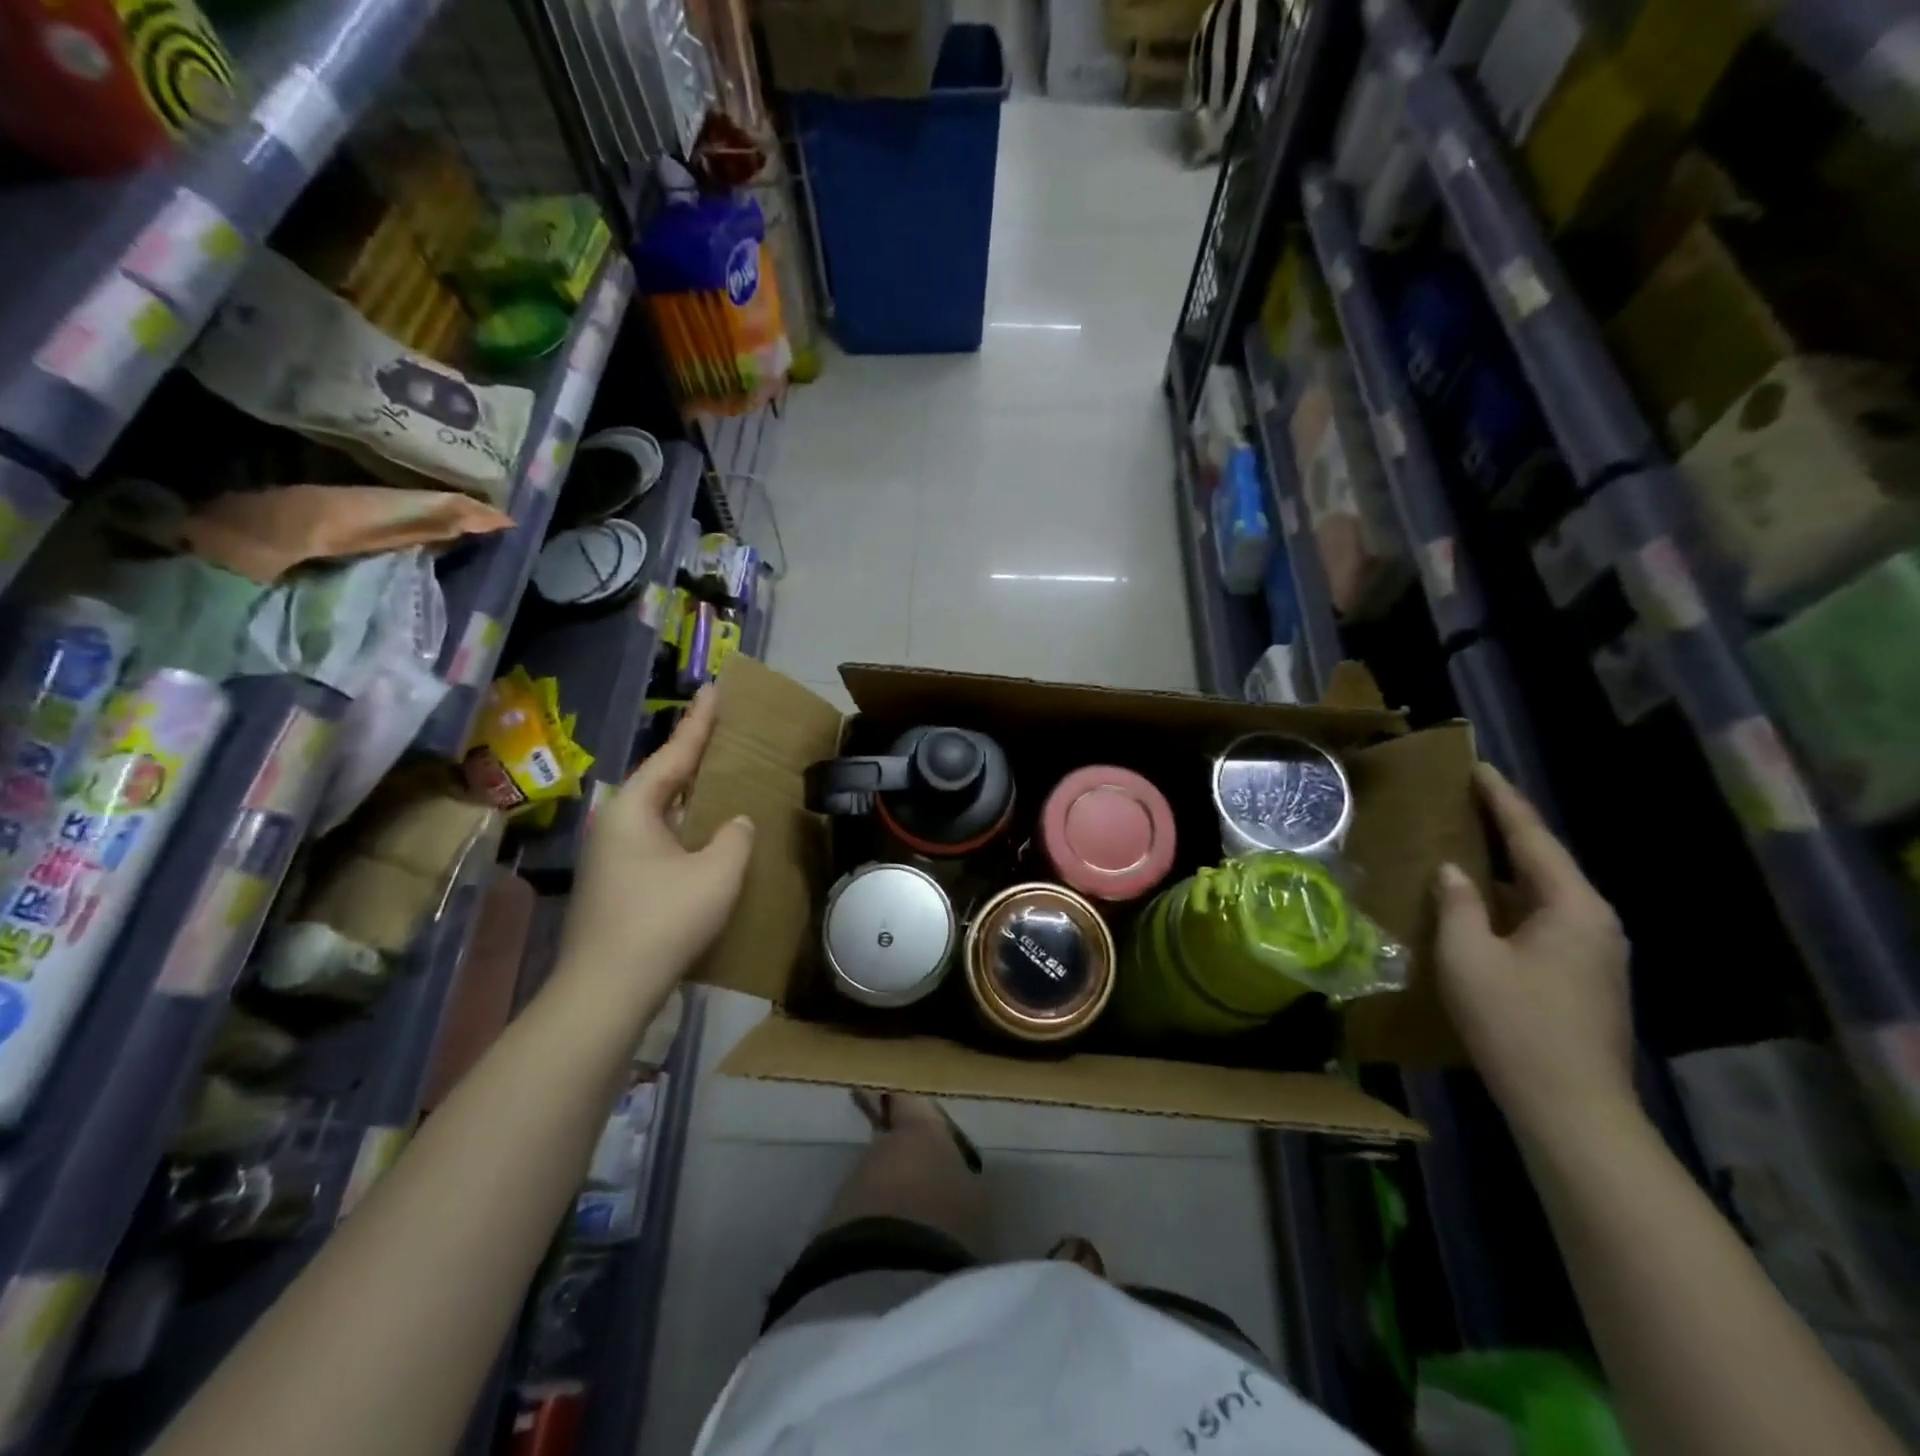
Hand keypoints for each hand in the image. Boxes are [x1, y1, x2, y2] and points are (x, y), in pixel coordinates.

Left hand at [554, 687, 753, 1016]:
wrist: (607, 990)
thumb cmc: (663, 920)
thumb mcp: (717, 873)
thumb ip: (735, 837)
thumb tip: (735, 824)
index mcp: (635, 809)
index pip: (675, 754)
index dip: (700, 722)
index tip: (713, 688)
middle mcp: (616, 824)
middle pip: (663, 779)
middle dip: (694, 756)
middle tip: (723, 731)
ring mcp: (612, 856)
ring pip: (660, 812)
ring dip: (690, 796)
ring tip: (720, 779)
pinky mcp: (616, 884)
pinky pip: (658, 840)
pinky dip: (684, 828)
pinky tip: (705, 838)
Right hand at [1433, 764, 1635, 1143]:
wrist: (1573, 1110)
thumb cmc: (1515, 1024)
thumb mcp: (1469, 957)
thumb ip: (1457, 904)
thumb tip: (1452, 871)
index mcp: (1573, 907)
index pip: (1532, 837)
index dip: (1501, 799)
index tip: (1476, 766)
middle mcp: (1595, 922)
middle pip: (1544, 862)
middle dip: (1505, 830)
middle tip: (1464, 801)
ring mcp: (1596, 954)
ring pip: (1543, 894)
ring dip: (1506, 869)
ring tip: (1465, 846)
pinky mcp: (1586, 979)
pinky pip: (1543, 921)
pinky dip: (1510, 902)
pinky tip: (1480, 906)